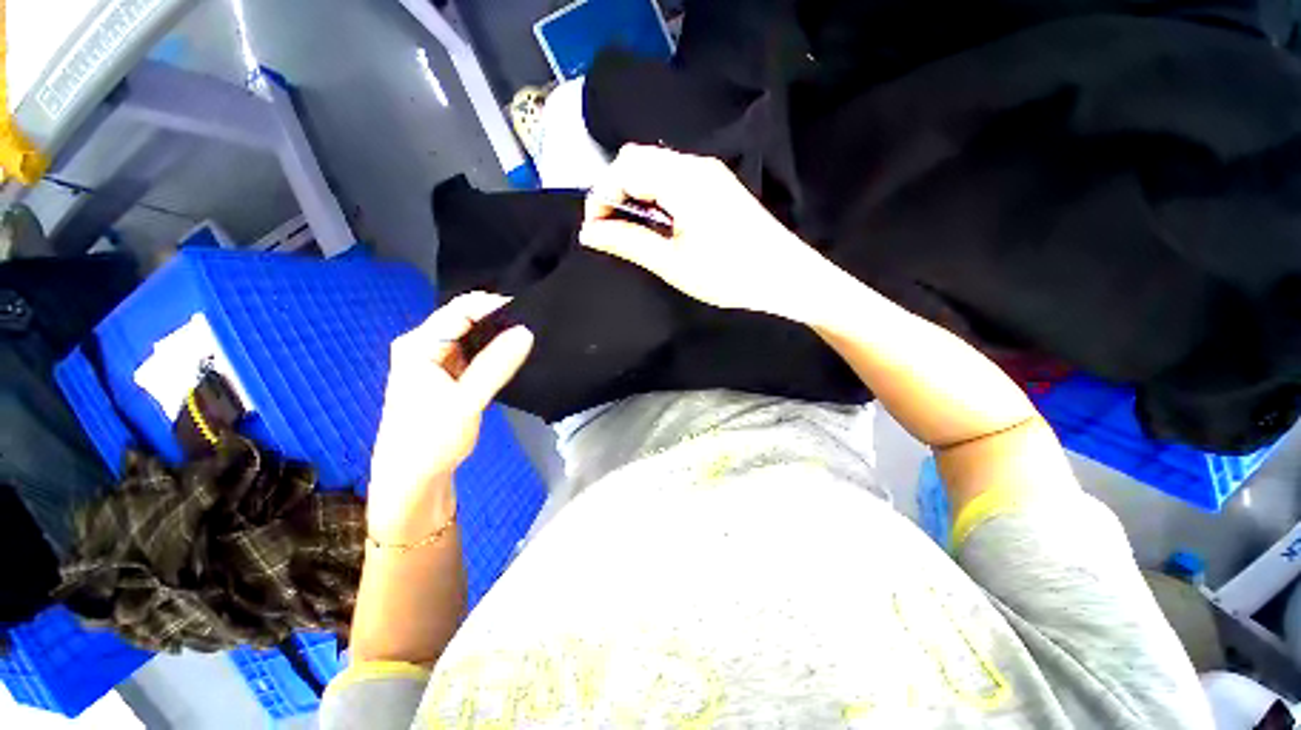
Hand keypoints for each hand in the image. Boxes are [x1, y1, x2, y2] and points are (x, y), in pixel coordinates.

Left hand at [367, 292, 532, 542]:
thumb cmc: (431, 440)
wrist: (413, 479)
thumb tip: (526, 331)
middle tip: (533, 324)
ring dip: (498, 337)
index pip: (460, 311)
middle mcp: (424, 347)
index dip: (495, 306)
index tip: (529, 311)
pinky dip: (493, 353)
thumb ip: (496, 365)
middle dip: (499, 320)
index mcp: (418, 346)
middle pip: (465, 320)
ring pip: (472, 337)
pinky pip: (474, 354)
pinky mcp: (447, 376)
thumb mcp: (466, 401)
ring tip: (528, 337)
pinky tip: (512, 356)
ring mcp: (435, 361)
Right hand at [580, 144, 830, 321]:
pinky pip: (675, 178)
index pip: (623, 167)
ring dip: (636, 194)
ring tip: (636, 231)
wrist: (786, 277)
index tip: (596, 231)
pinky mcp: (718, 185)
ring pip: (656, 167)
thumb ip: (628, 242)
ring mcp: (710, 172)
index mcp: (682, 178)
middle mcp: (695, 164)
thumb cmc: (728, 274)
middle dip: (616, 191)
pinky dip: (656, 195)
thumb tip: (588, 232)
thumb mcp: (672, 263)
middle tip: (614, 230)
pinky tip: (662, 224)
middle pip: (637, 159)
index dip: (601, 196)